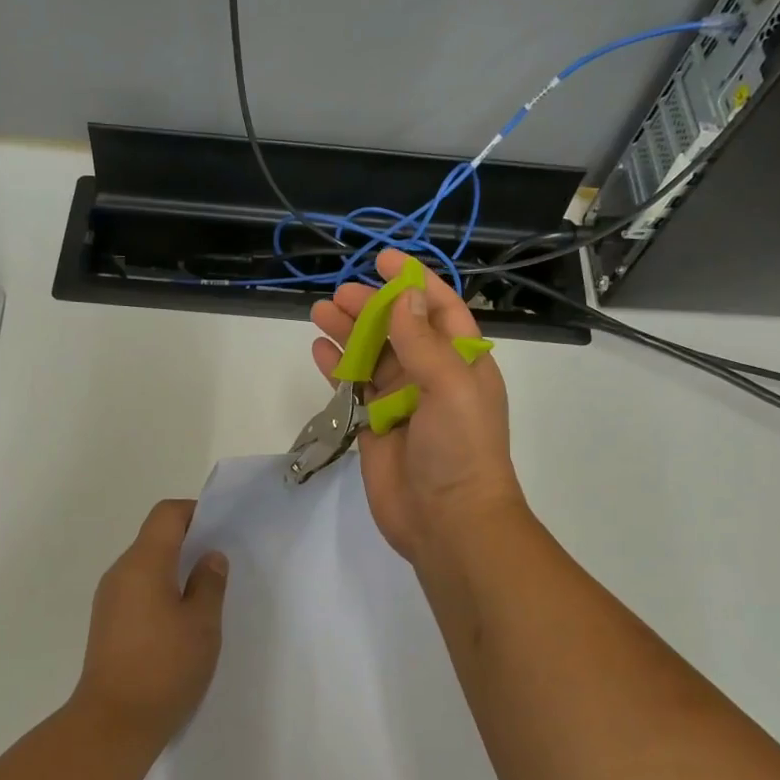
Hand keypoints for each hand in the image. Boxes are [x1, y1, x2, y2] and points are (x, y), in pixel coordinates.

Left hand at [73, 499, 227, 745]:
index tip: (221, 530)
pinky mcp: (106, 623)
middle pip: (154, 538)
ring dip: (174, 570)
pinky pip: (137, 590)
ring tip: (204, 596)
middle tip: (220, 565)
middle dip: (188, 542)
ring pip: (145, 565)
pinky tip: (180, 622)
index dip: (195, 513)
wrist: (113, 724)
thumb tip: (209, 556)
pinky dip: (160, 591)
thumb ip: (209, 583)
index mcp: (143, 563)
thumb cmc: (164, 667)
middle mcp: (120, 572)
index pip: (166, 514)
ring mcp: (109, 599)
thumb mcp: (202, 624)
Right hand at [311, 249, 523, 561]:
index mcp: (462, 361)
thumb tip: (405, 294)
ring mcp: (401, 402)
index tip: (383, 259)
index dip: (414, 282)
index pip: (440, 308)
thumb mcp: (450, 385)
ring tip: (320, 310)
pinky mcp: (374, 426)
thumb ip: (423, 340)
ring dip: (348, 332)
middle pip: (399, 328)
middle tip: (340, 293)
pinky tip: (318, 349)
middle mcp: (432, 375)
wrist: (448, 520)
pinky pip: (354, 387)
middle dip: (372, 306)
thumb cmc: (460, 448)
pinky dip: (336, 367)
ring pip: (372, 355)